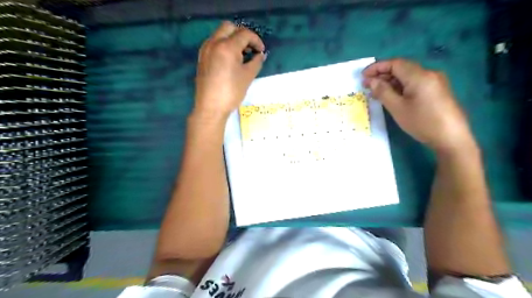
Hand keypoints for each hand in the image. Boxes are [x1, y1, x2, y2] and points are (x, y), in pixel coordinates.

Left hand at [195, 20, 264, 118]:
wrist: (210, 108)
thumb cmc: (231, 92)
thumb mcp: (248, 77)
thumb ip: (256, 62)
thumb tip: (260, 55)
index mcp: (226, 47)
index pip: (244, 34)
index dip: (256, 41)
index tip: (261, 51)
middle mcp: (214, 43)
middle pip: (229, 27)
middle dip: (242, 35)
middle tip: (250, 49)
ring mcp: (205, 50)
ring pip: (220, 34)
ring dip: (232, 39)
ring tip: (241, 55)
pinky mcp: (202, 58)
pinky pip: (213, 43)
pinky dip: (223, 45)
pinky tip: (230, 60)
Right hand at [364, 58, 476, 153]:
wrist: (451, 138)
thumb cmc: (422, 122)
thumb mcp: (397, 108)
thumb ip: (383, 92)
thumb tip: (371, 81)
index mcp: (419, 76)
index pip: (395, 63)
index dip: (377, 67)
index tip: (363, 76)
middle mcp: (429, 74)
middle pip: (402, 68)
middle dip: (382, 75)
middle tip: (367, 85)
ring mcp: (435, 82)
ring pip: (408, 76)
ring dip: (391, 82)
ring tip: (376, 92)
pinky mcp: (437, 91)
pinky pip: (415, 84)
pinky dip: (401, 87)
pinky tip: (392, 96)